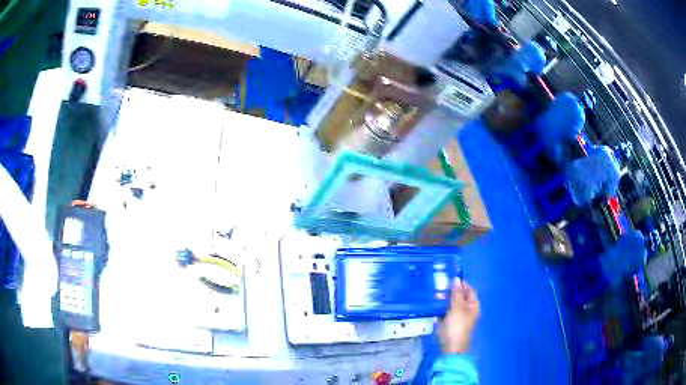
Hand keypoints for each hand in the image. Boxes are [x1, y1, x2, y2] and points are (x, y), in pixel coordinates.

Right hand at [438, 279, 480, 353]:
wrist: (451, 347)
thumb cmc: (457, 326)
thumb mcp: (457, 308)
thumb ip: (456, 293)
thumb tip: (456, 279)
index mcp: (473, 306)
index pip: (469, 290)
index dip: (461, 284)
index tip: (449, 279)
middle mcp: (467, 310)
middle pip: (459, 297)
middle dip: (450, 292)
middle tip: (438, 288)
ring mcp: (457, 317)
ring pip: (451, 304)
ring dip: (443, 300)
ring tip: (434, 296)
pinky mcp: (449, 323)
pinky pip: (445, 312)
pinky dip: (440, 308)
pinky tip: (432, 305)